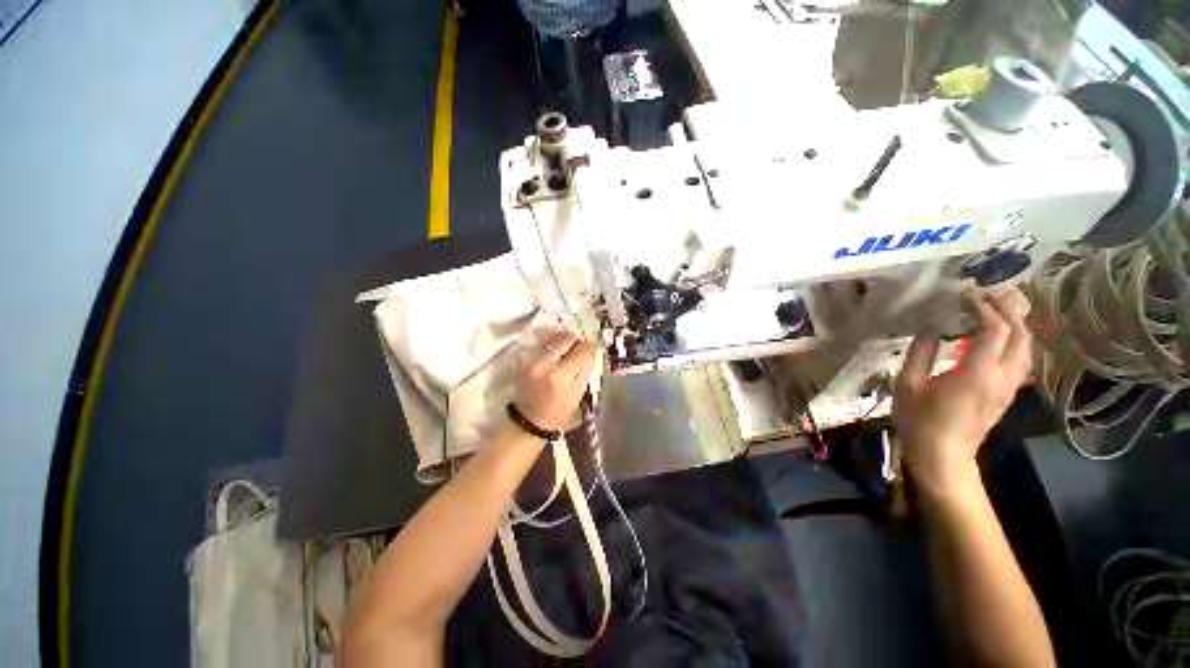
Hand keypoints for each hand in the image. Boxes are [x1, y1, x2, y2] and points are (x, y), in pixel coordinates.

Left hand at [514, 331, 600, 431]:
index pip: (582, 351)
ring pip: (554, 337)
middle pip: (566, 338)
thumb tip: (593, 349)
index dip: (591, 347)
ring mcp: (532, 360)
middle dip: (577, 341)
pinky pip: (543, 343)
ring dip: (565, 341)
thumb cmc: (558, 413)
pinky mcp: (524, 359)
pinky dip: (553, 344)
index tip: (595, 349)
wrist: (528, 421)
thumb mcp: (578, 394)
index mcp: (560, 377)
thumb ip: (586, 369)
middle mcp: (544, 364)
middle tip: (581, 349)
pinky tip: (557, 353)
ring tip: (569, 351)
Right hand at [893, 290, 1032, 498]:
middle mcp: (1001, 378)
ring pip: (1027, 349)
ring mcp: (1008, 388)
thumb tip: (930, 328)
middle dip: (1008, 310)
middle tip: (989, 294)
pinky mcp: (1007, 395)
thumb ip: (920, 353)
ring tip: (999, 310)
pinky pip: (1021, 361)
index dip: (983, 308)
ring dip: (1017, 325)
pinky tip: (1000, 337)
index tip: (965, 296)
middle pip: (1020, 336)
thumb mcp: (908, 384)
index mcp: (976, 373)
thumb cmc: (920, 420)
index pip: (994, 330)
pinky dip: (1016, 341)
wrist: (942, 456)